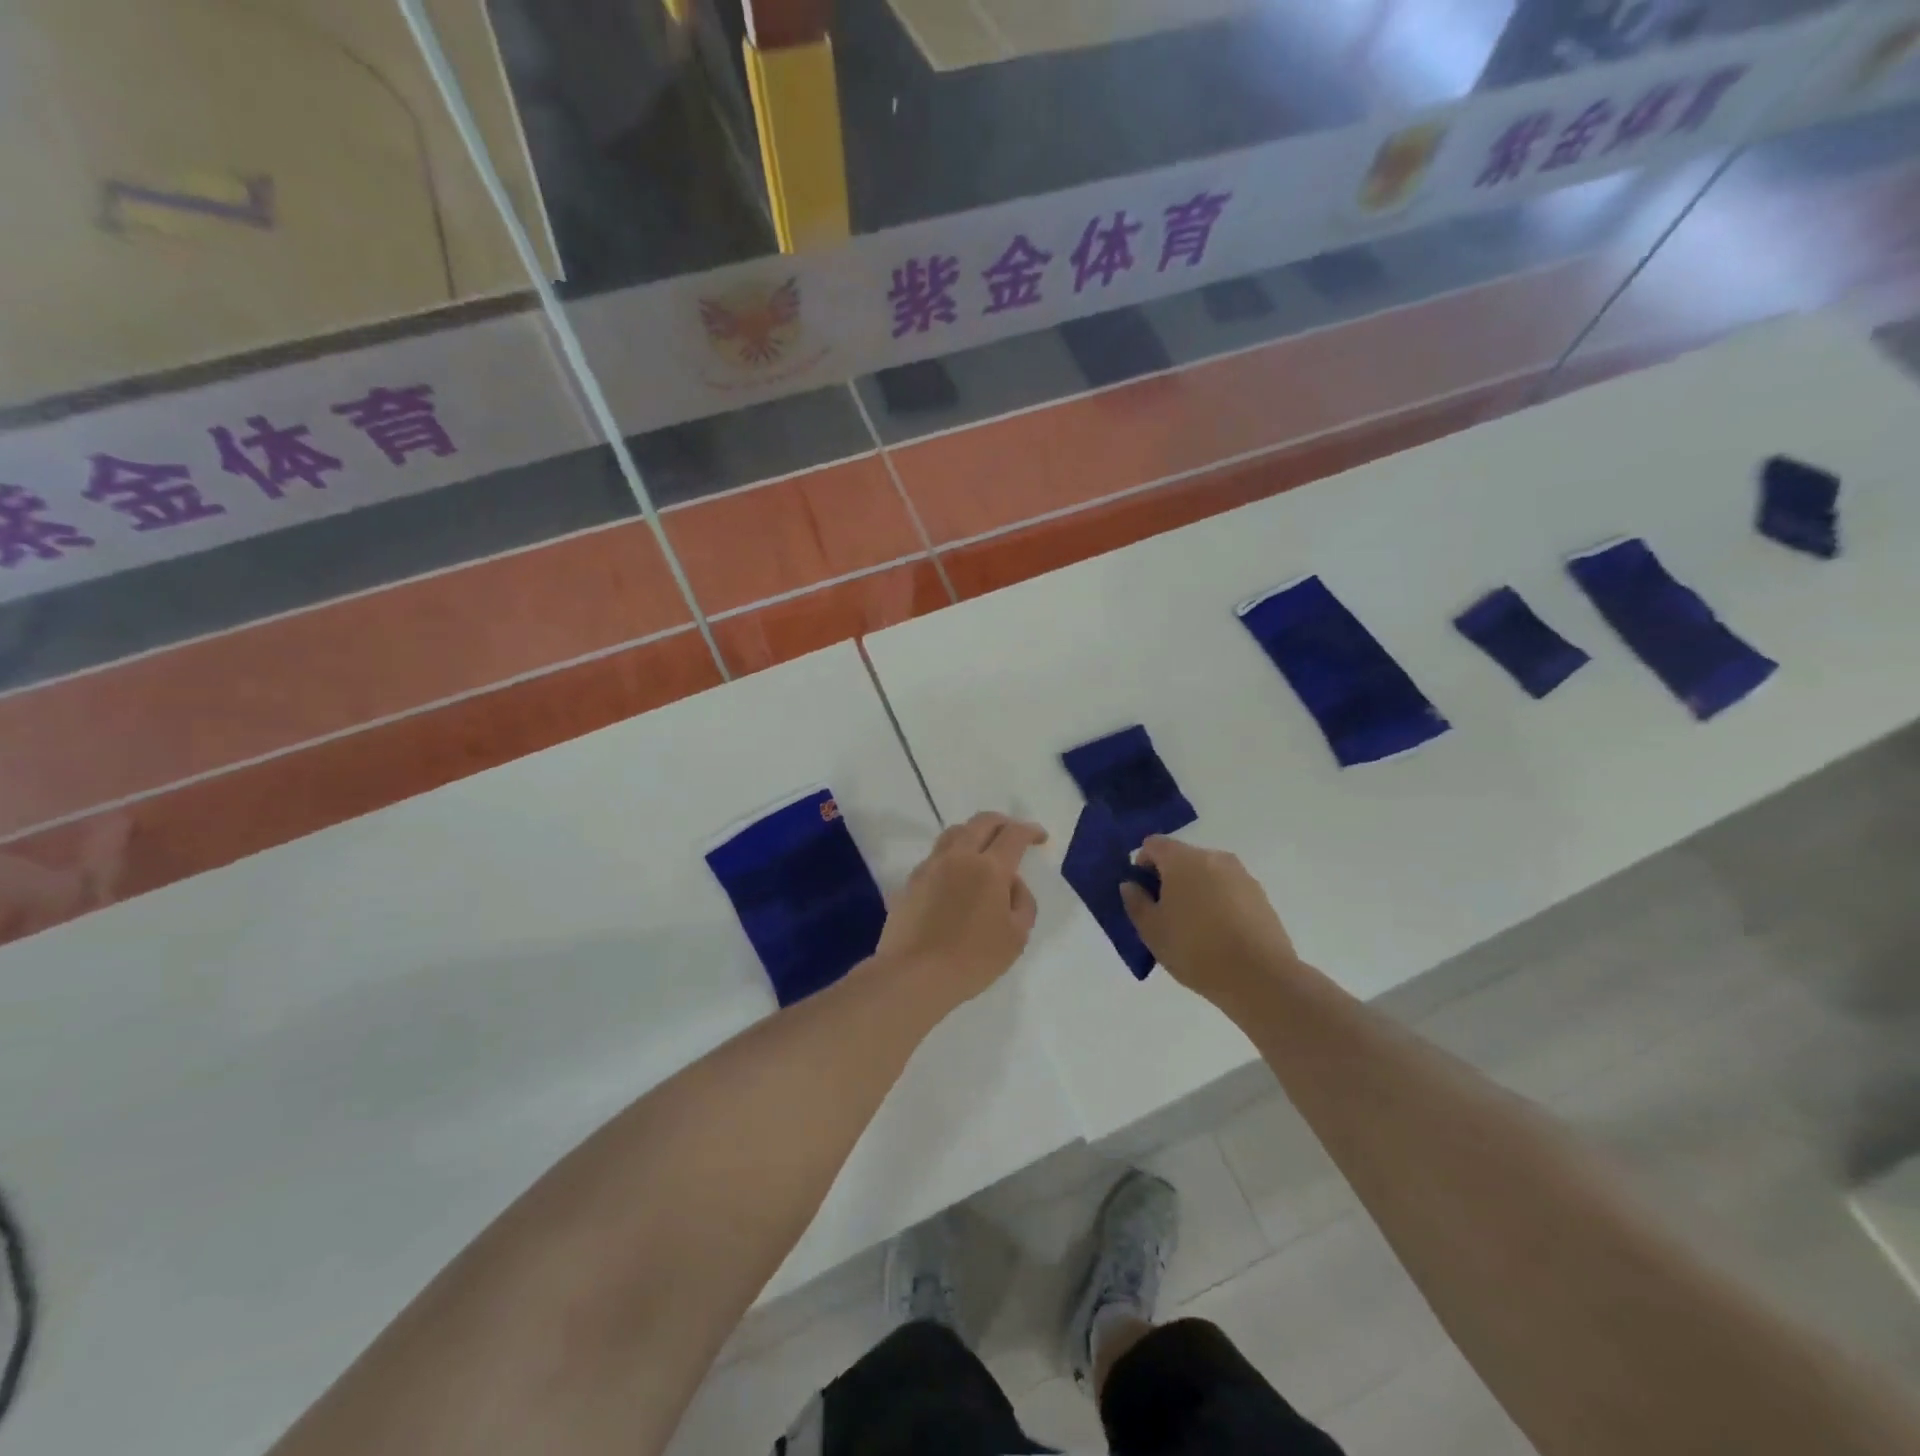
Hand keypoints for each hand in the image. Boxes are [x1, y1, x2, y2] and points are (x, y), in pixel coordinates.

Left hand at [875, 812, 1046, 1010]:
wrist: (914, 974)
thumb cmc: (973, 958)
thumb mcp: (1016, 937)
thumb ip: (1022, 902)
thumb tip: (1012, 884)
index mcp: (989, 868)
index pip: (1014, 835)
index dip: (1030, 831)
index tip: (1040, 838)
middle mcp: (959, 857)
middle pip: (982, 822)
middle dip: (1002, 822)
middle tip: (1013, 833)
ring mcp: (931, 866)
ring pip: (954, 833)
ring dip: (974, 832)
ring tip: (982, 848)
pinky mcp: (911, 881)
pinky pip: (936, 855)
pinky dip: (953, 854)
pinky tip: (956, 875)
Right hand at [1120, 836, 1302, 1005]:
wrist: (1260, 977)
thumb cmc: (1196, 949)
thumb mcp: (1151, 930)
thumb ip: (1135, 902)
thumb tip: (1131, 885)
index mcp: (1182, 859)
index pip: (1153, 844)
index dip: (1141, 865)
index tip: (1143, 895)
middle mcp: (1213, 857)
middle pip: (1181, 858)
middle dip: (1169, 879)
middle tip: (1165, 915)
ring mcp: (1241, 875)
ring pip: (1207, 874)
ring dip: (1195, 891)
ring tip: (1194, 929)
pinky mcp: (1260, 895)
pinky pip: (1228, 890)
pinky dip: (1218, 903)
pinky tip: (1219, 935)